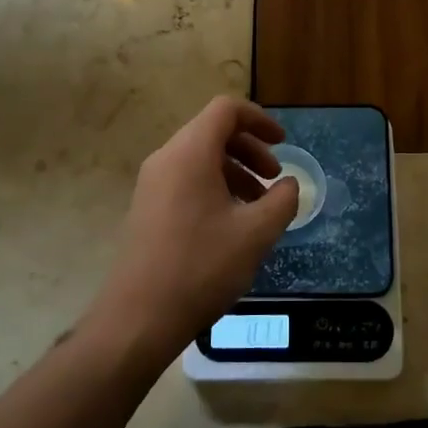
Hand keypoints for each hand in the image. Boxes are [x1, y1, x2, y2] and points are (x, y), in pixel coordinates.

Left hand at [88, 96, 298, 360]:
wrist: (139, 317)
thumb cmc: (202, 266)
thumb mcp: (256, 233)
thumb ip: (282, 200)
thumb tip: (288, 184)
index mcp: (190, 153)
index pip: (226, 110)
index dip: (259, 119)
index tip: (283, 143)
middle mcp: (166, 158)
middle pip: (213, 131)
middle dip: (250, 148)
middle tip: (275, 177)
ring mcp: (152, 183)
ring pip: (200, 158)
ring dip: (234, 170)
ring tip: (259, 205)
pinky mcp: (147, 207)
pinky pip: (186, 179)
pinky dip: (215, 186)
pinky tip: (231, 223)